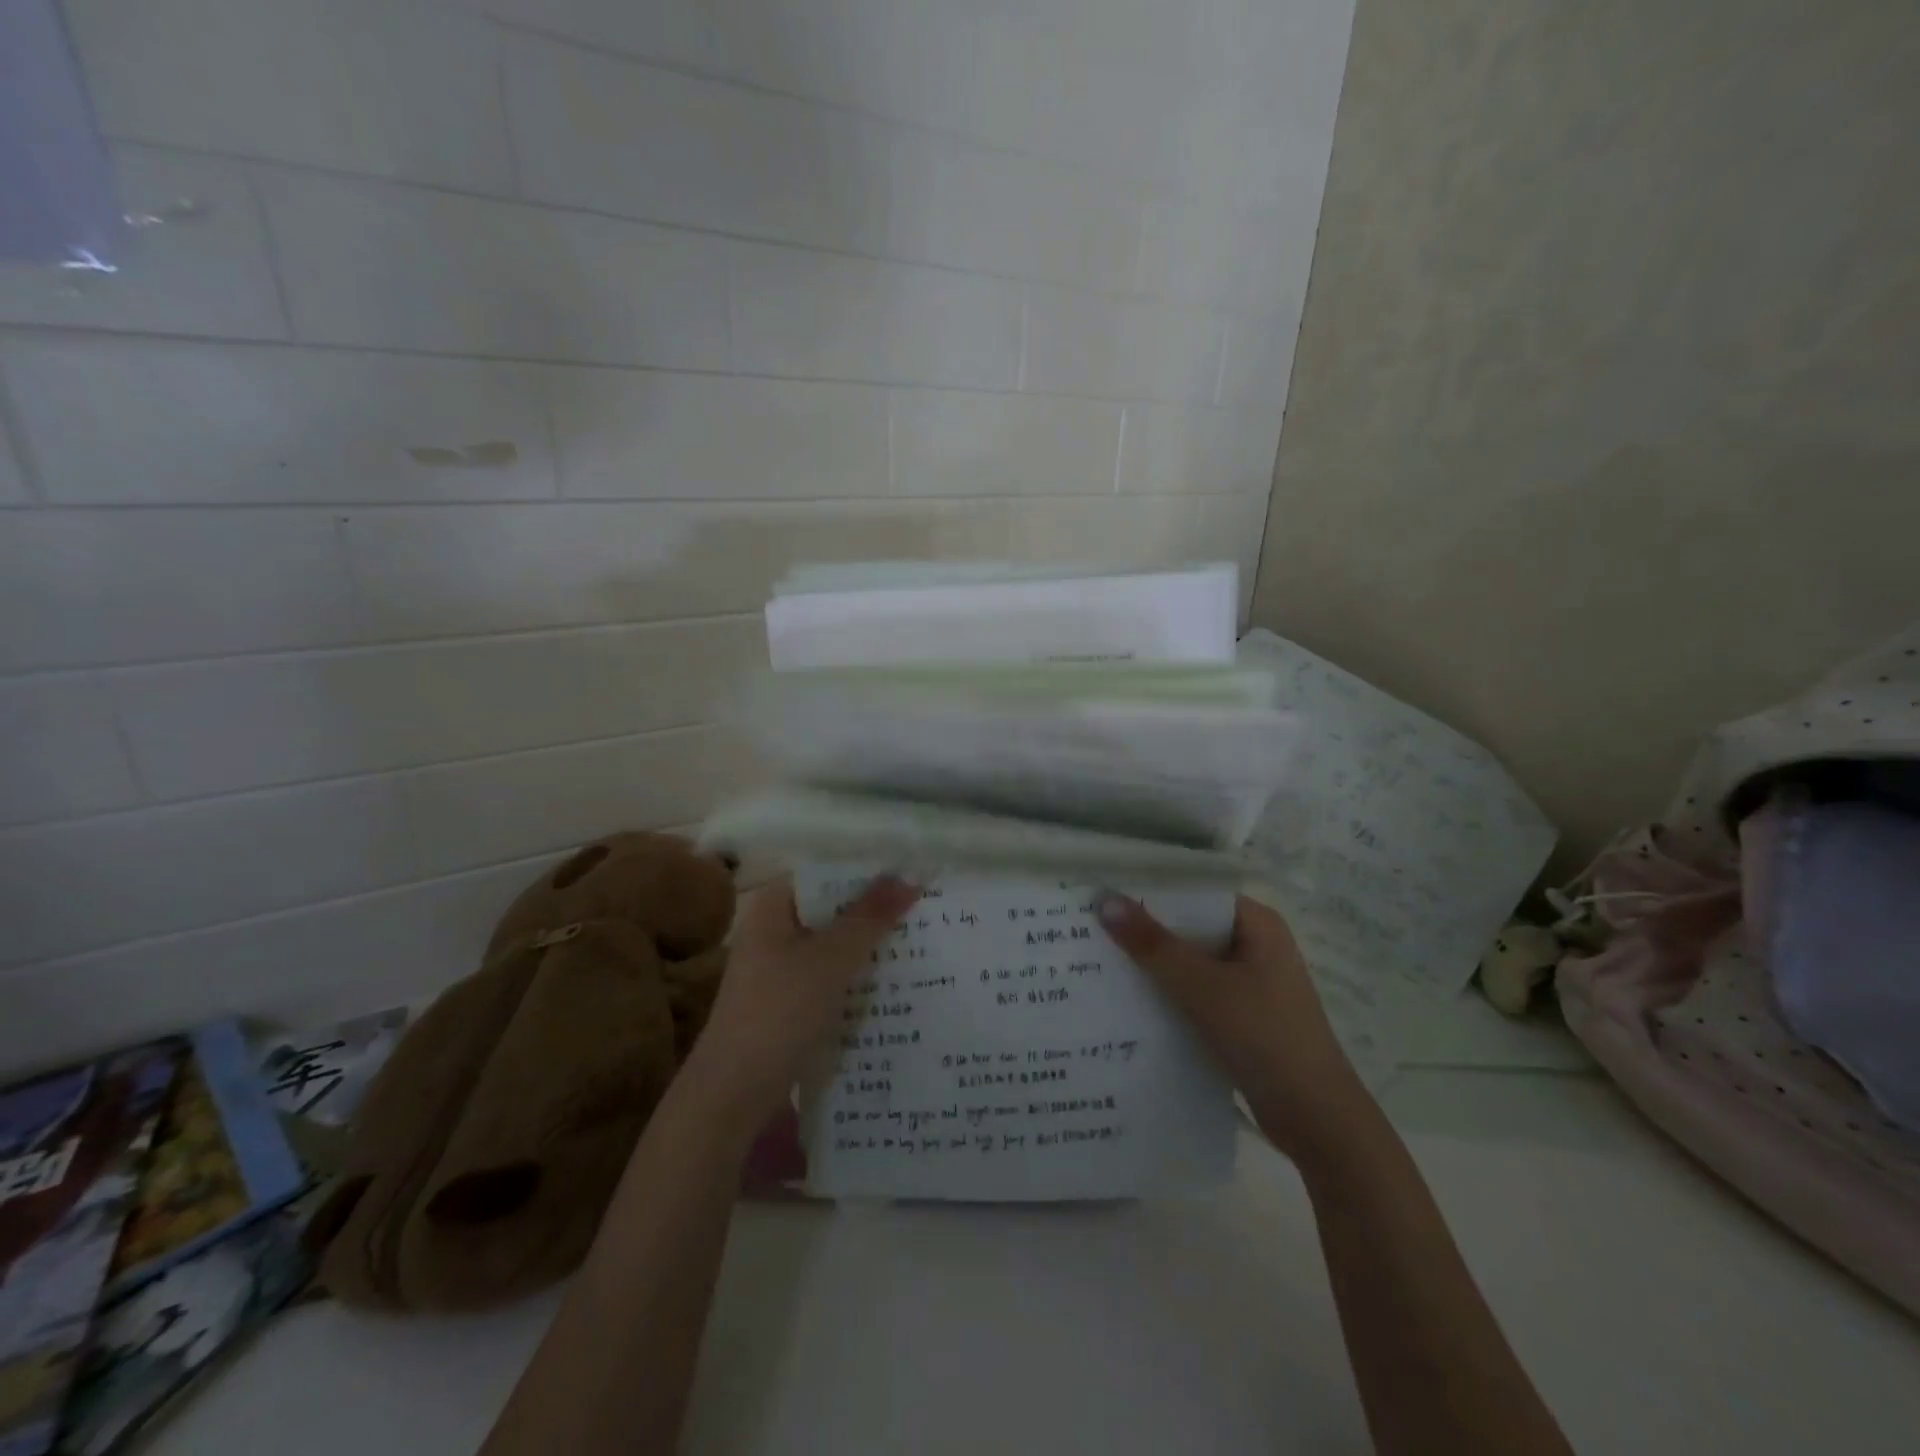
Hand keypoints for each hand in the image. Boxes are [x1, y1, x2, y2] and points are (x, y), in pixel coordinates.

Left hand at [689, 875, 921, 1120]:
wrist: (734, 1092)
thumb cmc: (780, 1011)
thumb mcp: (831, 958)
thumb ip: (871, 916)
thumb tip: (910, 875)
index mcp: (774, 906)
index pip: (826, 872)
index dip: (867, 869)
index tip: (911, 870)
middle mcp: (775, 930)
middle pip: (833, 909)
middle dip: (876, 909)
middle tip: (927, 904)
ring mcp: (781, 968)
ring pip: (836, 945)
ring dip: (871, 945)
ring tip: (923, 938)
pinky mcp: (791, 1001)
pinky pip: (833, 976)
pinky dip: (859, 976)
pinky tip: (896, 981)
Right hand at [1097, 893, 1374, 1169]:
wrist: (1318, 1121)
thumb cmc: (1265, 1037)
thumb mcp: (1203, 987)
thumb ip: (1153, 945)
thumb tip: (1104, 900)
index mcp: (1257, 924)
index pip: (1194, 894)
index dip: (1150, 895)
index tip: (1103, 900)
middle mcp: (1256, 946)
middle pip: (1191, 929)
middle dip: (1146, 934)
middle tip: (1091, 934)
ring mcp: (1252, 984)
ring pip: (1191, 965)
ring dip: (1154, 968)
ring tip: (1100, 966)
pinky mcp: (1244, 1018)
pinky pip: (1197, 995)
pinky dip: (1169, 997)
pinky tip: (1131, 1006)